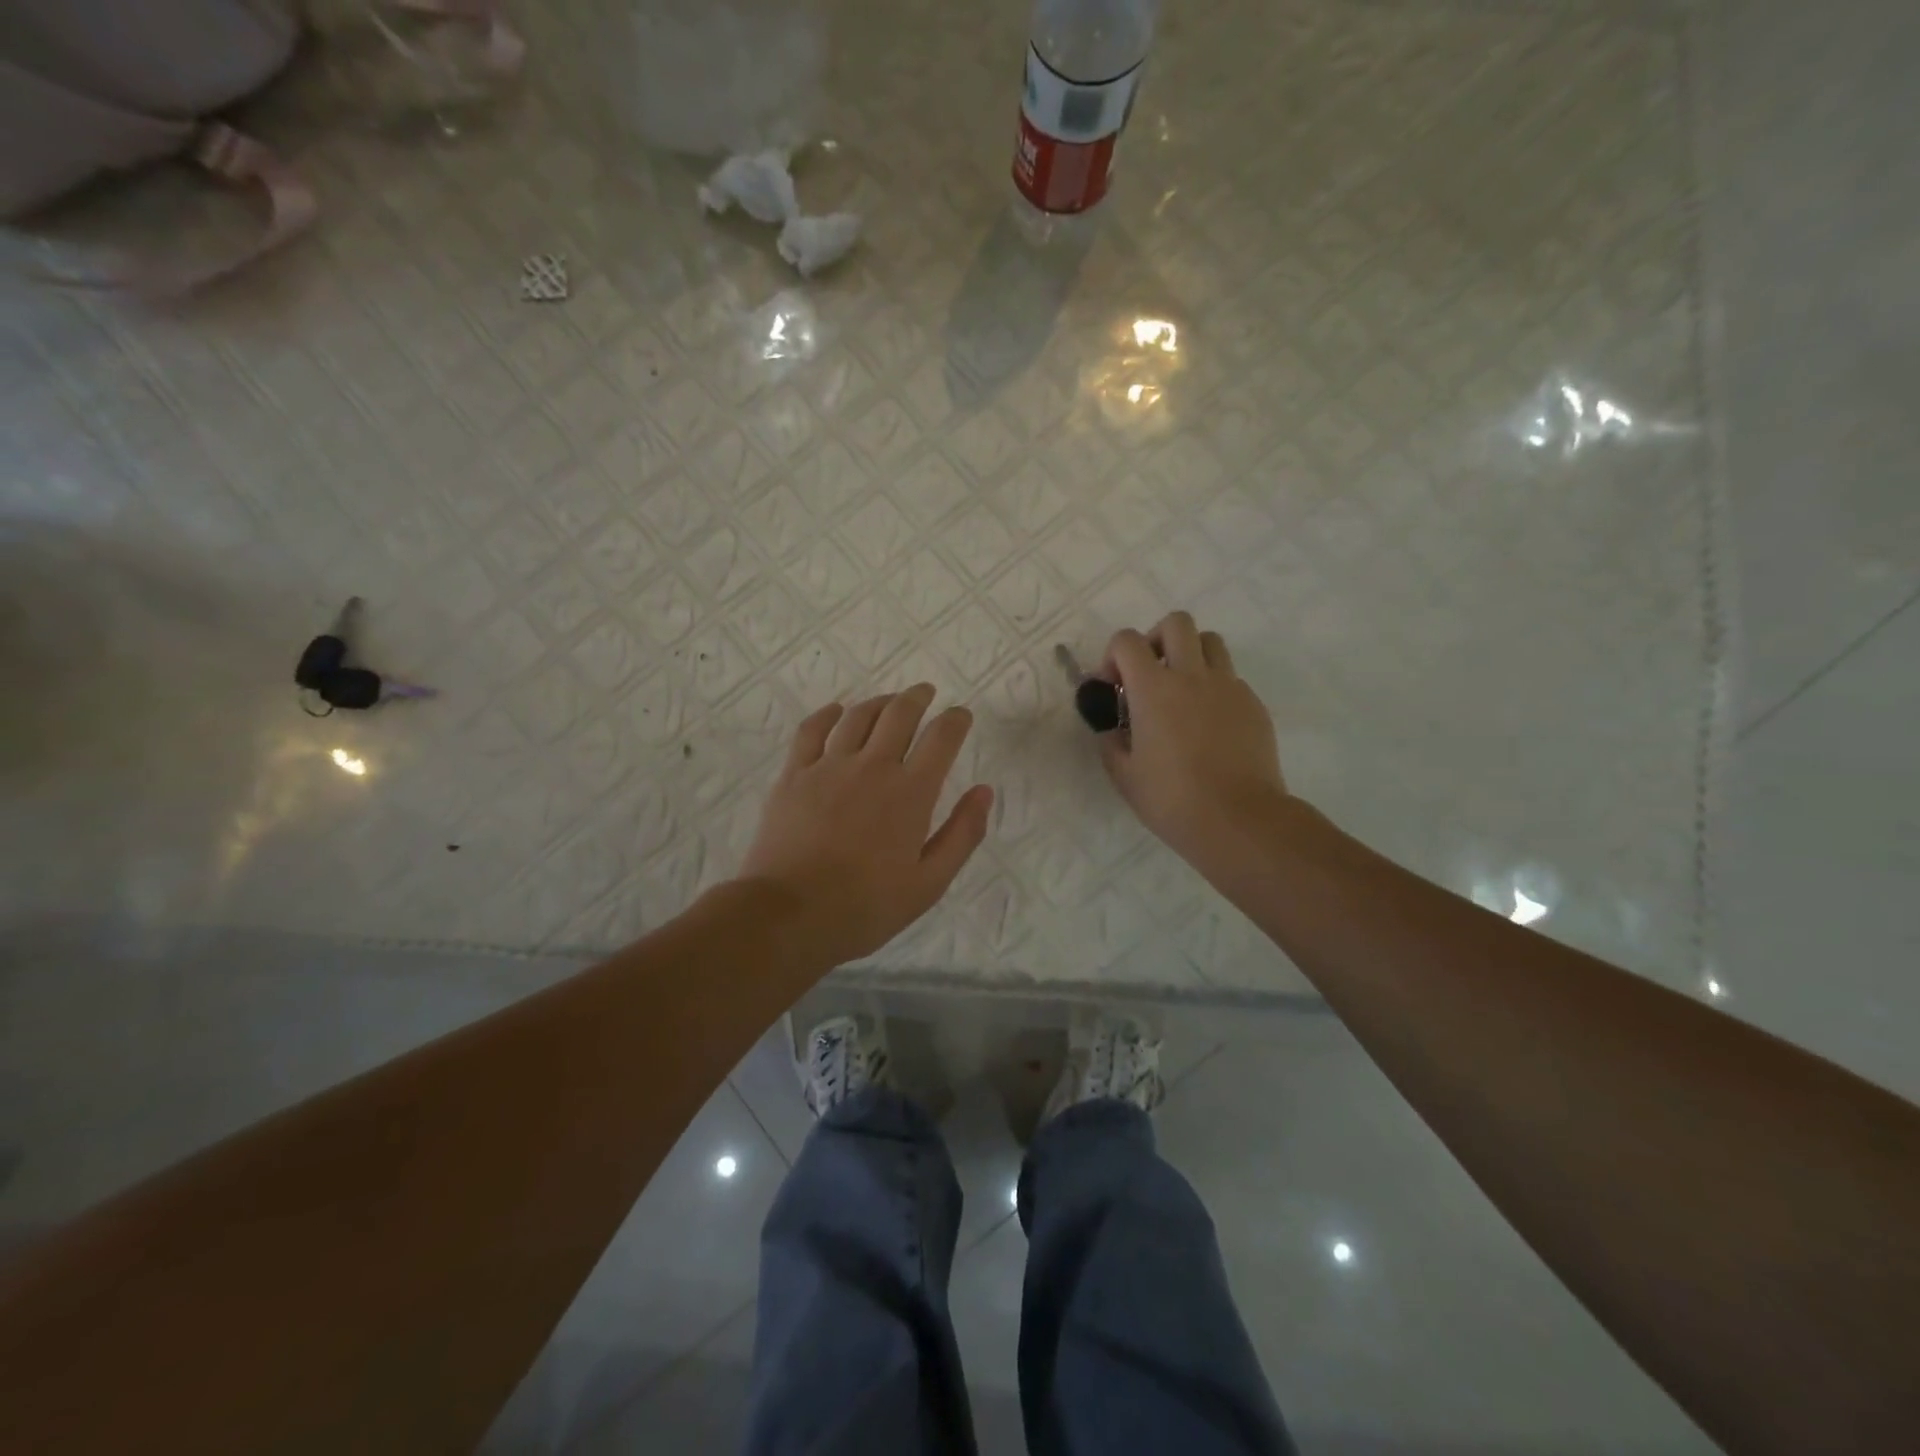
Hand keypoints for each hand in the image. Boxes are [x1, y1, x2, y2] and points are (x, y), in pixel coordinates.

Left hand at [736, 685, 993, 965]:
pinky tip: (837, 711)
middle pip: (899, 714)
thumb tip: (984, 791)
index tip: (961, 716)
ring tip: (889, 701)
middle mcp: (872, 766)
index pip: (941, 738)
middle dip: (918, 697)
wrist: (789, 914)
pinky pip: (812, 730)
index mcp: (911, 792)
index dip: (956, 720)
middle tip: (926, 693)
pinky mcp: (794, 774)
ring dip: (880, 702)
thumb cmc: (866, 906)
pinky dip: (828, 714)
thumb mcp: (929, 883)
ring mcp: (829, 766)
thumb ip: (962, 833)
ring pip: (858, 715)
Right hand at [1098, 612, 1287, 870]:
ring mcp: (1229, 687)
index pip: (1127, 641)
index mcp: (1153, 688)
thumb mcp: (1124, 775)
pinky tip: (1209, 725)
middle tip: (1150, 674)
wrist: (1238, 819)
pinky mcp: (1253, 705)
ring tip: (1182, 691)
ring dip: (1191, 655)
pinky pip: (1231, 679)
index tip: (1112, 687)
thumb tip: (1114, 729)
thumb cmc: (1172, 799)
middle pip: (1176, 623)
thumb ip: (1112, 742)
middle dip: (1156, 639)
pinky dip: (1214, 689)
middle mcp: (1192, 675)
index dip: (1113, 656)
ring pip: (1211, 642)